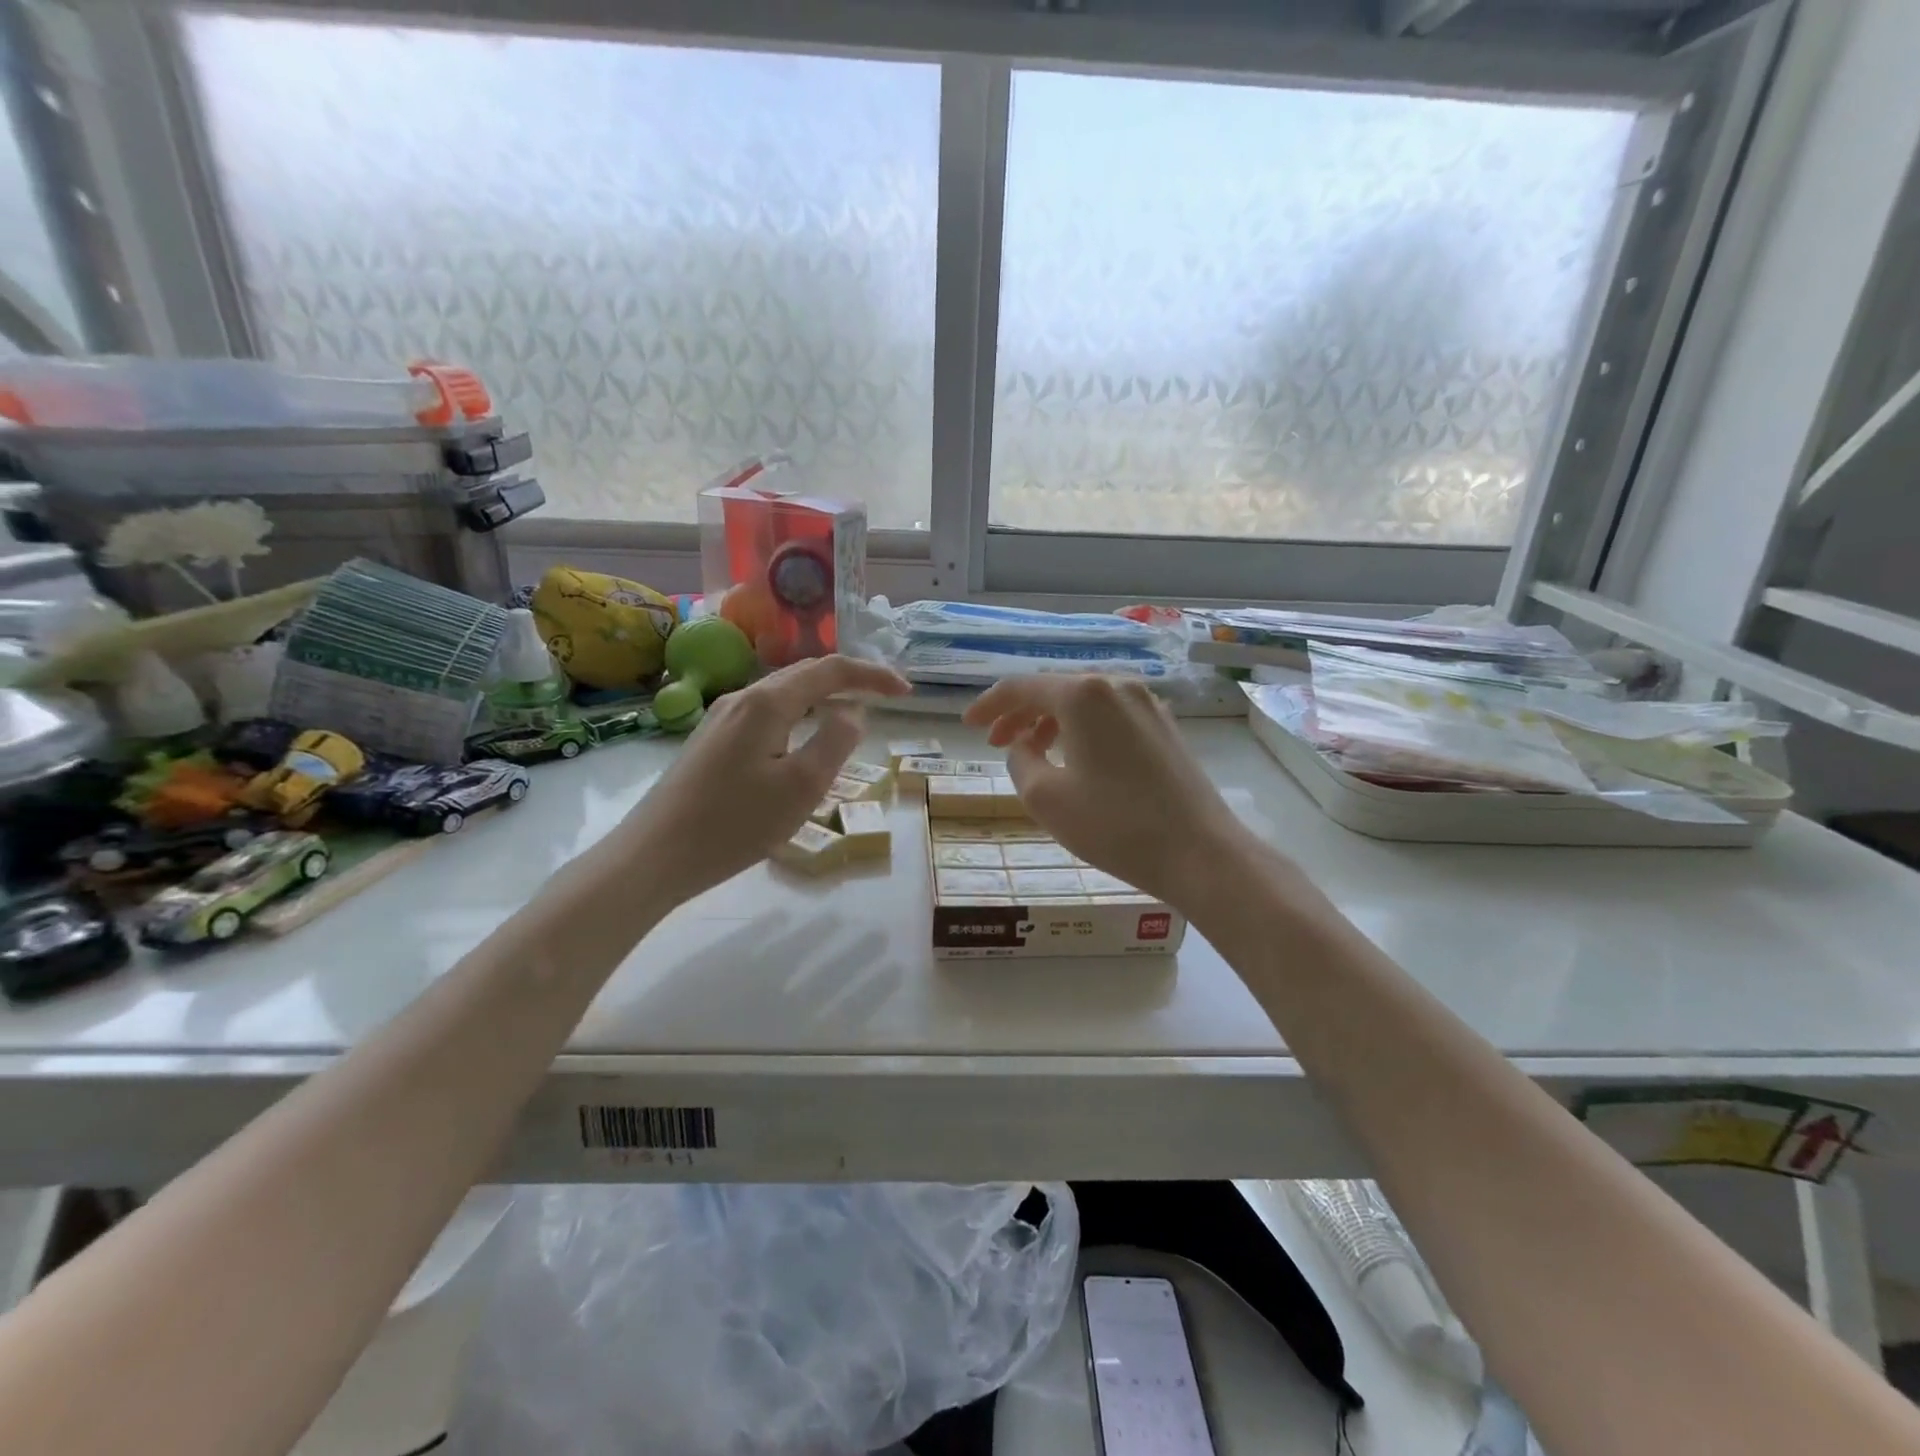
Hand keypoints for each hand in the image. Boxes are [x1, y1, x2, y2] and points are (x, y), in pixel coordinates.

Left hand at [625, 655, 909, 905]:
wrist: (654, 855)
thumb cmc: (735, 824)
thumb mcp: (802, 787)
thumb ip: (836, 741)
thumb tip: (852, 712)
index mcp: (768, 702)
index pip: (831, 670)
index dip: (872, 675)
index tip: (906, 692)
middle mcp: (743, 697)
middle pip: (805, 673)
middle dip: (850, 679)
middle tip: (886, 698)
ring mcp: (722, 716)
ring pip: (784, 692)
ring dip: (824, 696)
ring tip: (853, 714)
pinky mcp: (712, 739)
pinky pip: (768, 712)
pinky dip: (800, 713)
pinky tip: (805, 738)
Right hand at [962, 675, 1257, 909]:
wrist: (1200, 853)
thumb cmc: (1114, 825)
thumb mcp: (1045, 797)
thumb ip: (1020, 760)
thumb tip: (1023, 746)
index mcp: (1083, 695)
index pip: (1021, 687)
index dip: (988, 705)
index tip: (967, 725)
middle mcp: (1117, 686)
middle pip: (1055, 690)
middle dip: (1020, 713)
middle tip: (996, 742)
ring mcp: (1147, 705)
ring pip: (1085, 704)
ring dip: (1051, 723)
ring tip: (1032, 753)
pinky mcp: (1166, 728)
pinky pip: (1110, 718)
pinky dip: (1083, 731)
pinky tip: (1076, 760)